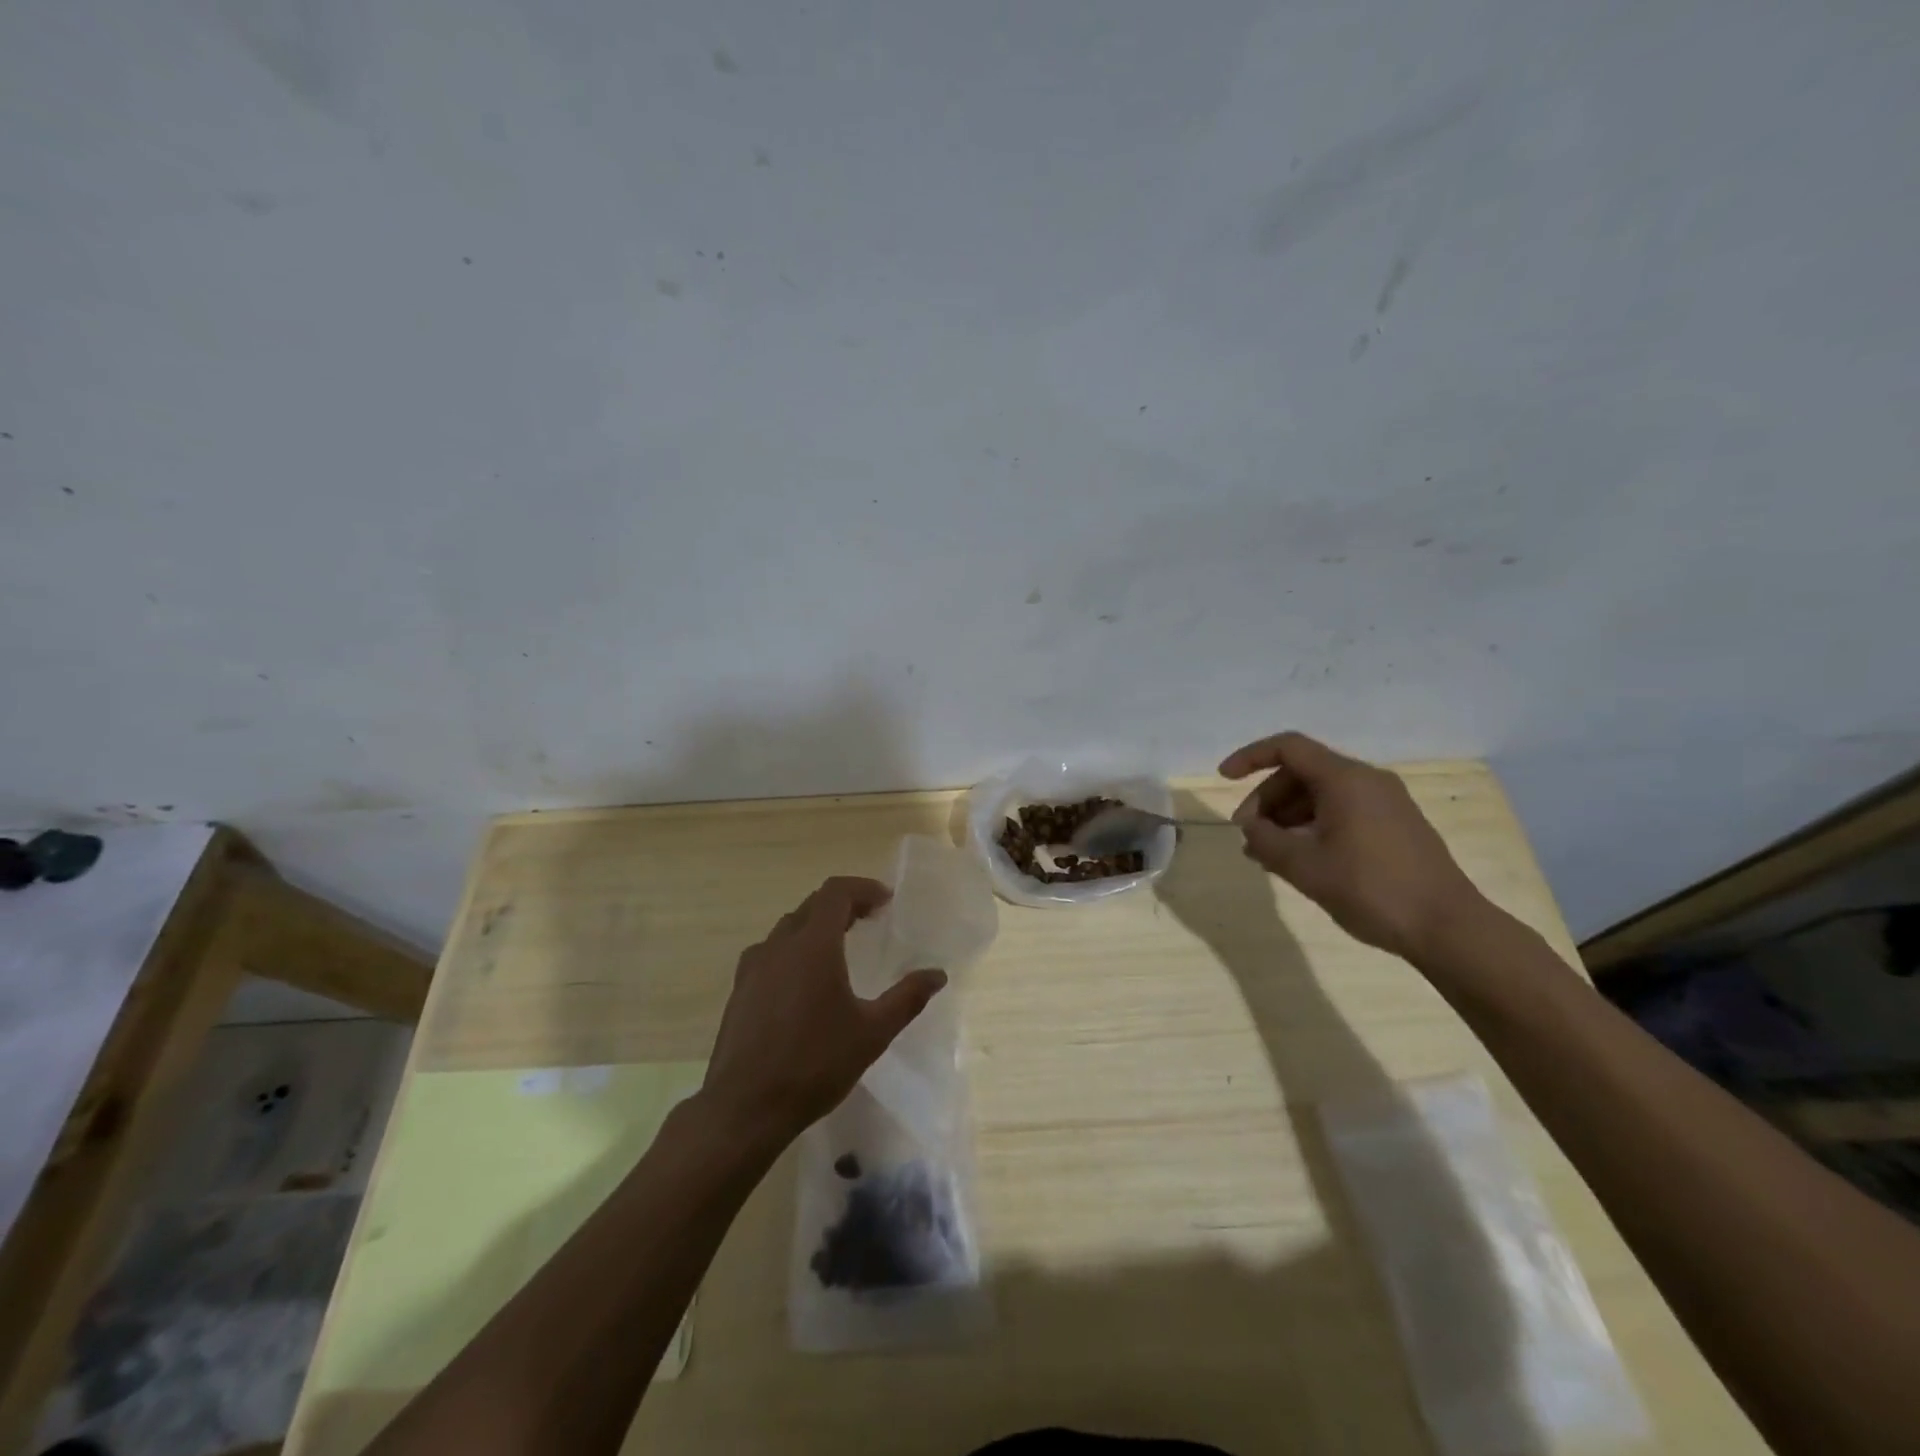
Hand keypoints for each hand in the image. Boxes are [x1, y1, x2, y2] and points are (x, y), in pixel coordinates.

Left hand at [699, 876, 947, 1150]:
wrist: (744, 1107)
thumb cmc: (814, 1064)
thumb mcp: (872, 1033)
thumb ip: (907, 998)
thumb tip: (938, 974)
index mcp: (813, 945)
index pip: (836, 893)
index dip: (863, 889)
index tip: (886, 901)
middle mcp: (780, 945)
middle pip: (812, 905)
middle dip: (843, 904)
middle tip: (870, 919)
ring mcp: (753, 967)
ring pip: (788, 927)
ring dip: (816, 926)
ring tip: (839, 946)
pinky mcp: (739, 990)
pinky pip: (770, 952)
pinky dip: (793, 948)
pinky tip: (802, 980)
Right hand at [1219, 731, 1487, 962]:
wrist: (1448, 927)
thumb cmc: (1370, 889)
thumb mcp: (1304, 867)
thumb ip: (1265, 841)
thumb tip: (1250, 829)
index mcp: (1345, 779)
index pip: (1288, 747)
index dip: (1250, 757)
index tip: (1223, 778)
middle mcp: (1367, 781)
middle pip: (1302, 773)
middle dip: (1267, 799)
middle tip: (1248, 834)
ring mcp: (1386, 803)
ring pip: (1321, 794)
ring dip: (1287, 817)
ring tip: (1268, 854)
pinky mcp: (1395, 825)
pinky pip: (1342, 811)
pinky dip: (1312, 826)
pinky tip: (1300, 859)